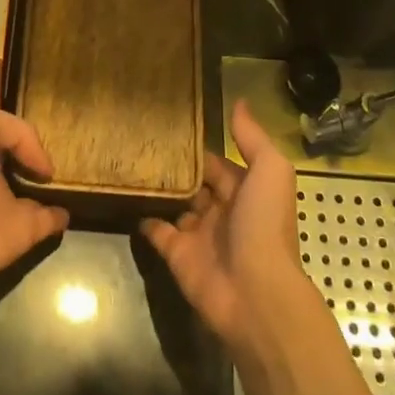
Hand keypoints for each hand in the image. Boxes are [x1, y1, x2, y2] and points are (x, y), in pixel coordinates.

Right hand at [140, 100, 309, 353]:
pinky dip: (142, 216)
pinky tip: (124, 194)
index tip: (166, 122)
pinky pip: (156, 231)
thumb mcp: (270, 172)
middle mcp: (220, 210)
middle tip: (138, 137)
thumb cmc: (265, 226)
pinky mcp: (176, 254)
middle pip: (193, 182)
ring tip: (126, 159)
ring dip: (156, 187)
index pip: (216, 162)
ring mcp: (197, 233)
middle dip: (173, 164)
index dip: (196, 145)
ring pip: (173, 204)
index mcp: (244, 191)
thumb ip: (252, 138)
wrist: (256, 293)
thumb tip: (239, 102)